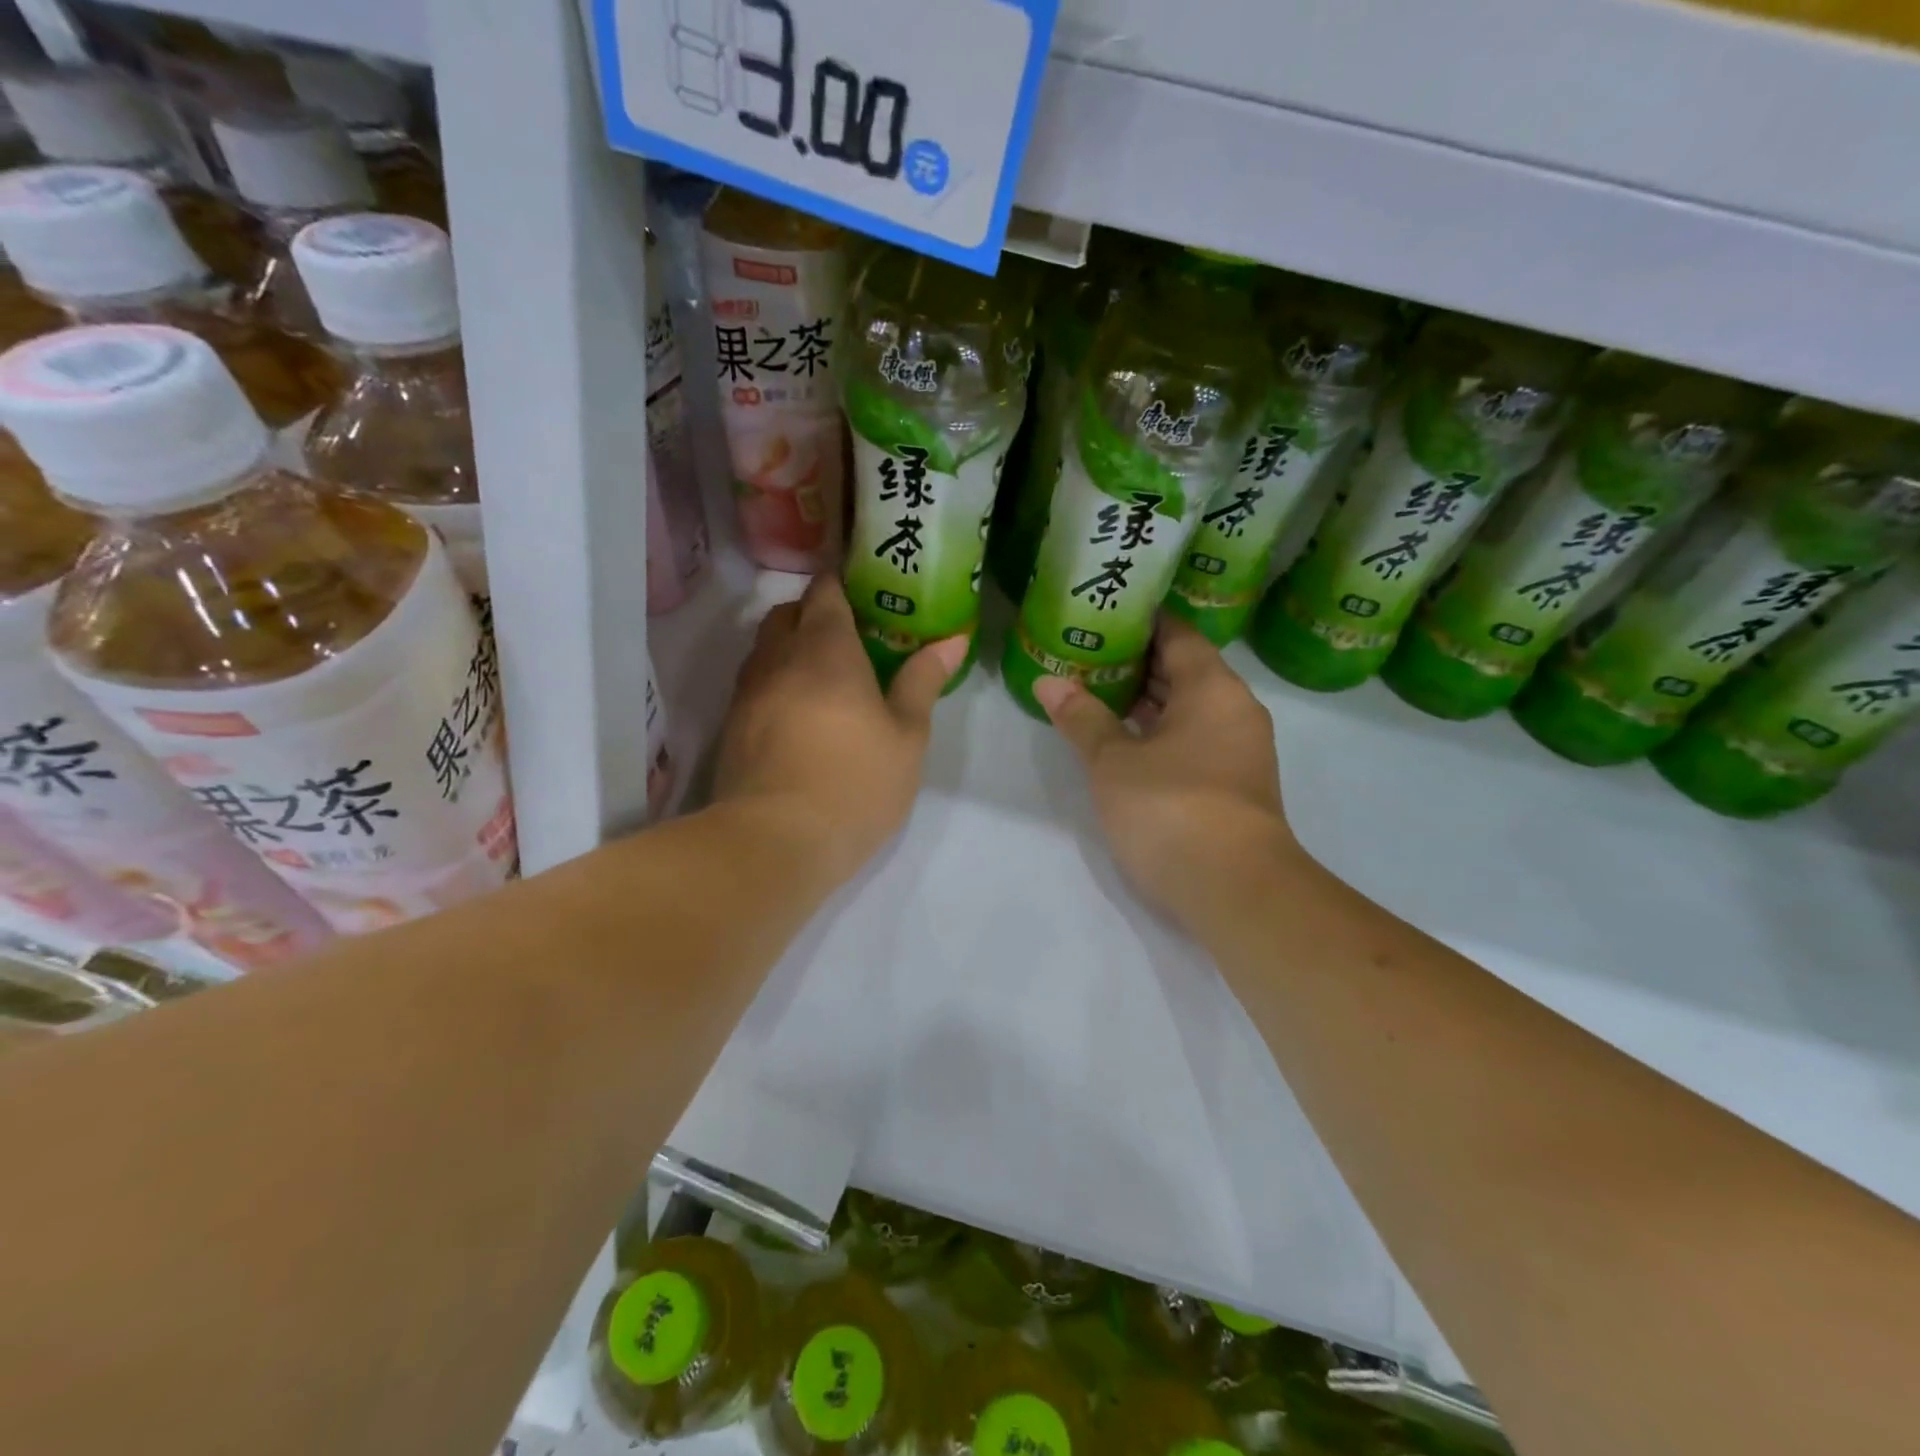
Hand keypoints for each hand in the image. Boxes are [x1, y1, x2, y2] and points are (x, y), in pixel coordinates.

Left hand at [712, 576, 968, 885]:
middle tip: (849, 637)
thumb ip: (923, 681)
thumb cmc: (855, 782)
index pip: (825, 592)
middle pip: (788, 614)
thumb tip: (950, 640)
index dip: (841, 581)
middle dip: (813, 614)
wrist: (775, 841)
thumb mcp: (907, 735)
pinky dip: (775, 683)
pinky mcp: (731, 727)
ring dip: (790, 648)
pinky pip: (754, 685)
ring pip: (765, 649)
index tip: (863, 589)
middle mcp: (779, 658)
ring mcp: (748, 692)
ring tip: (823, 676)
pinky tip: (798, 714)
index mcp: (826, 649)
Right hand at [1032, 615, 1294, 928]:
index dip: (1139, 622)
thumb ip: (1082, 718)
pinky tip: (1125, 741)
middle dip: (1137, 662)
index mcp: (1212, 687)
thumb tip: (1049, 680)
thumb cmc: (1171, 808)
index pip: (1176, 634)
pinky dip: (1161, 732)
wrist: (1237, 891)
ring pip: (1190, 709)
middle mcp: (1235, 710)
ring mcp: (1240, 750)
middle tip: (1086, 655)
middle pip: (1185, 670)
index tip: (1102, 616)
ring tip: (1096, 693)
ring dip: (1147, 701)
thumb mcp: (1113, 761)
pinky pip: (1195, 739)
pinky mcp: (1235, 785)